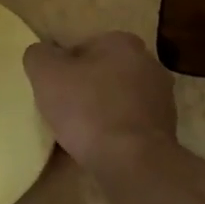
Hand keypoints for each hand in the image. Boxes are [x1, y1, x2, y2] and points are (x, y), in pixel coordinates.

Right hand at [23, 32, 176, 173]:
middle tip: (62, 111)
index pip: (82, 47)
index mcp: (122, 42)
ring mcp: (162, 97)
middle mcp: (149, 63)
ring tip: (80, 133)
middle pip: (102, 72)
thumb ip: (39, 55)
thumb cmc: (87, 109)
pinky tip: (100, 147)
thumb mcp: (46, 74)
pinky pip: (129, 124)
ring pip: (117, 99)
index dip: (62, 68)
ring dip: (100, 111)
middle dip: (84, 88)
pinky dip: (115, 131)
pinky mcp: (165, 128)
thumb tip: (42, 54)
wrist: (132, 161)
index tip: (51, 91)